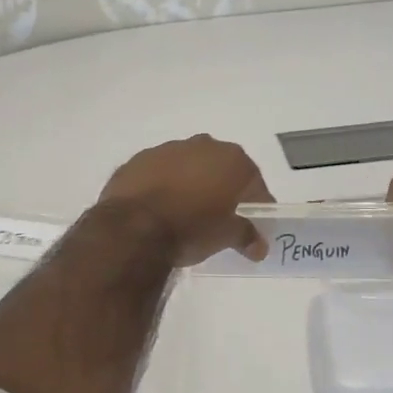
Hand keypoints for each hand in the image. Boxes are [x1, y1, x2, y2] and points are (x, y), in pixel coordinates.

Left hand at [97, 135, 274, 266]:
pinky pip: (160, 172)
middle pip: (221, 169)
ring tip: (186, 213)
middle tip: (220, 217)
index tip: (254, 227)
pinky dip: (164, 185)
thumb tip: (258, 247)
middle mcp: (204, 146)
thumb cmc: (191, 228)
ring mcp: (168, 149)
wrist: (134, 227)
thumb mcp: (226, 236)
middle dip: (223, 190)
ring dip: (191, 184)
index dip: (256, 206)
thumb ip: (246, 236)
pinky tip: (159, 208)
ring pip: (189, 166)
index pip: (255, 185)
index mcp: (233, 160)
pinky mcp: (139, 159)